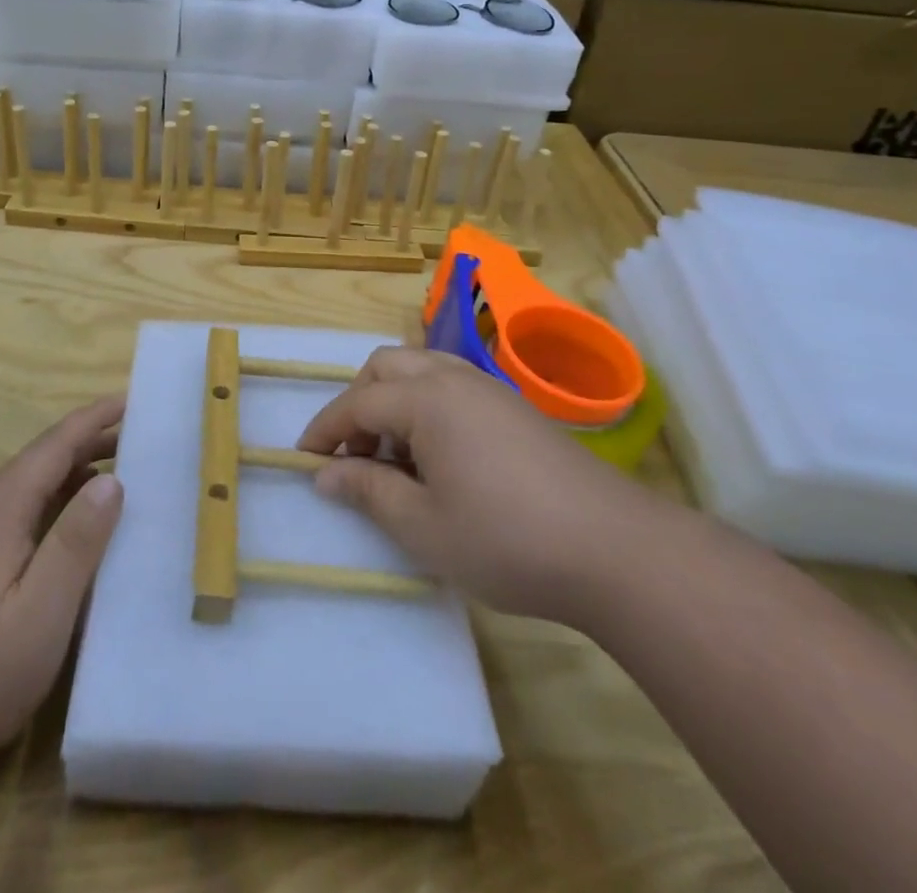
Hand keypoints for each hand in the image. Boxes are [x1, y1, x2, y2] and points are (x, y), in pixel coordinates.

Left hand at [0, 395, 124, 772]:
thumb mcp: (45, 610)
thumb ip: (78, 539)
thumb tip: (110, 481)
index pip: (55, 443)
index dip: (94, 418)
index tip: (129, 399)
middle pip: (35, 460)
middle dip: (83, 447)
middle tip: (130, 446)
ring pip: (12, 485)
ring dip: (58, 476)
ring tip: (97, 485)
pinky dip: (30, 500)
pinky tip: (40, 525)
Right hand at [297, 347, 678, 627]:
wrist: (614, 550)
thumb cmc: (506, 539)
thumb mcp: (423, 526)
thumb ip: (368, 491)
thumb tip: (325, 475)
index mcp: (427, 398)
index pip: (359, 401)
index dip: (325, 429)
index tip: (302, 459)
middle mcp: (455, 379)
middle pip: (388, 367)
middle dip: (358, 403)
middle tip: (352, 454)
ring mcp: (490, 389)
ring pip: (423, 370)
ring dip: (394, 401)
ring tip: (394, 456)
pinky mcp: (515, 409)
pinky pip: (453, 386)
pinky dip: (427, 407)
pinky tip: (439, 458)